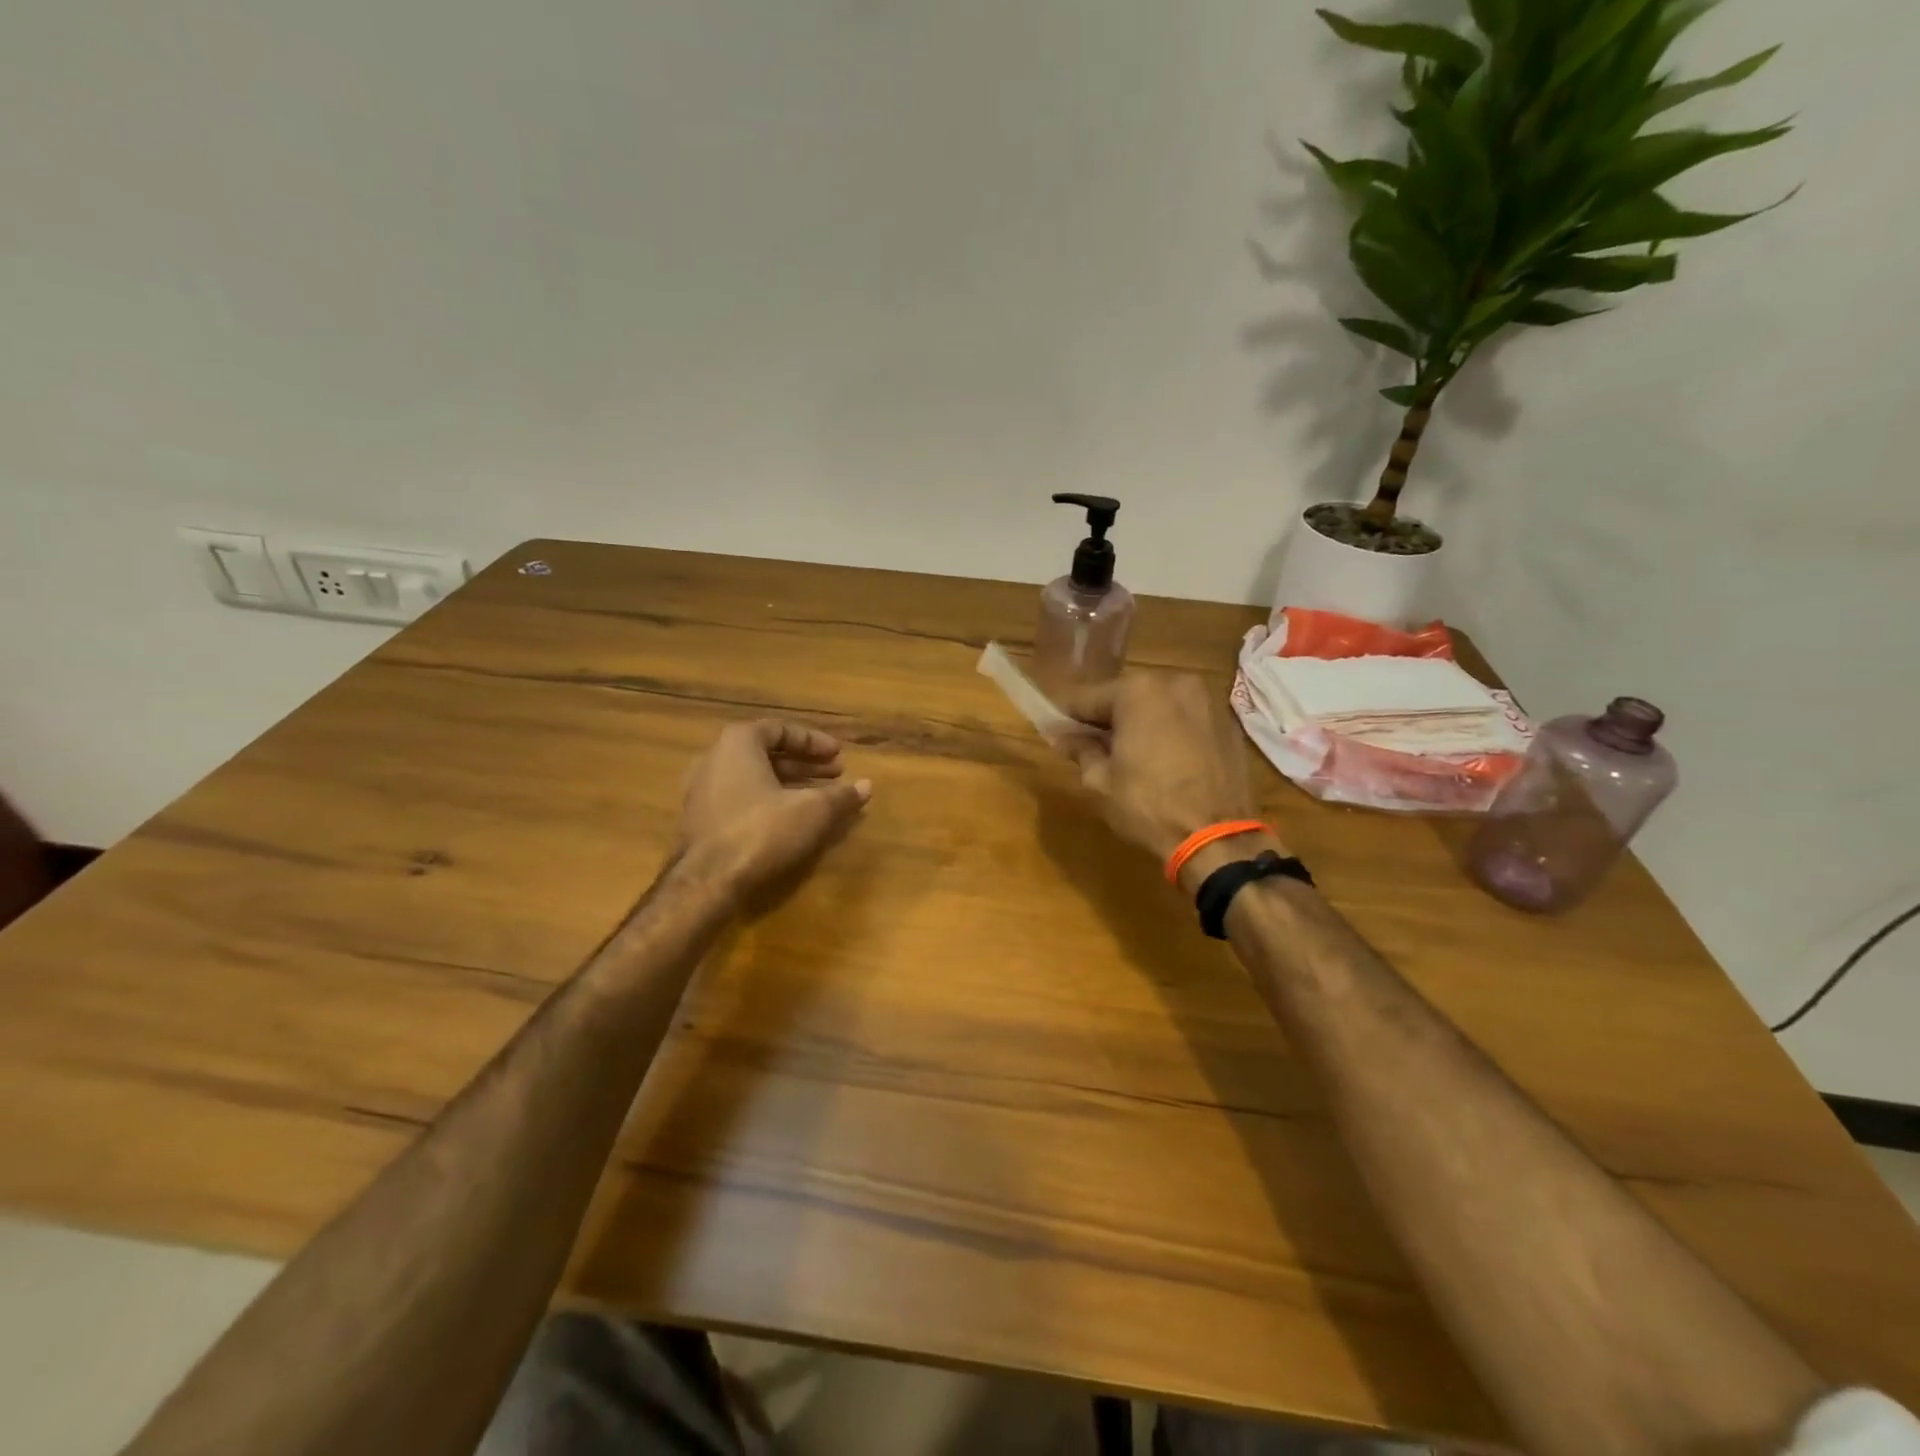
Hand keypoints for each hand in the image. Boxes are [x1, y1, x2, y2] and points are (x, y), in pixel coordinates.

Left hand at [678, 720, 871, 904]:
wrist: (707, 882)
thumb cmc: (762, 831)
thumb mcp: (812, 811)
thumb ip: (841, 796)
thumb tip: (867, 786)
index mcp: (738, 743)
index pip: (780, 730)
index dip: (814, 741)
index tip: (839, 755)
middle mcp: (714, 759)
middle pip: (766, 754)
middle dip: (805, 764)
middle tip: (836, 774)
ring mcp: (701, 791)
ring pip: (753, 778)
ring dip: (788, 784)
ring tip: (820, 798)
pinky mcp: (699, 821)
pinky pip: (740, 799)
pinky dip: (768, 801)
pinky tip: (791, 820)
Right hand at [1055, 672, 1277, 870]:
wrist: (1217, 837)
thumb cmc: (1148, 805)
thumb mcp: (1100, 781)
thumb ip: (1080, 749)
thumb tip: (1062, 736)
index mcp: (1138, 690)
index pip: (1088, 698)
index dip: (1068, 716)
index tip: (1055, 731)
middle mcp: (1175, 683)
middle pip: (1127, 697)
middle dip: (1108, 718)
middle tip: (1092, 747)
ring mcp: (1207, 701)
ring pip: (1159, 706)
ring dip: (1141, 723)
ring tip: (1130, 756)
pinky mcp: (1228, 724)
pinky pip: (1186, 720)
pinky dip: (1171, 732)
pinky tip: (1164, 761)